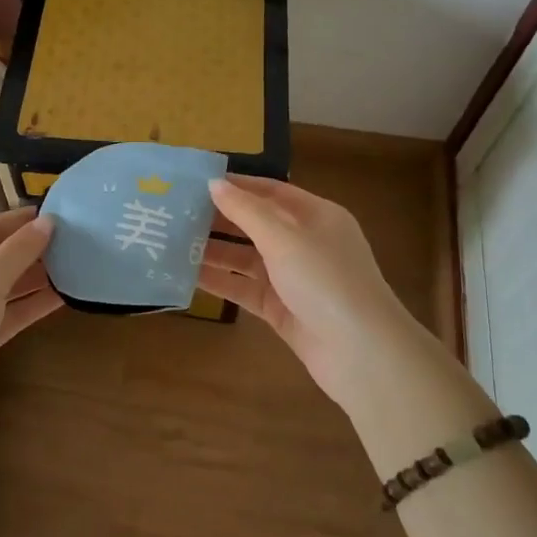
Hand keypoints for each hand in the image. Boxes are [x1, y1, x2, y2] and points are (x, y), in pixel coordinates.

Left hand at [0, 208, 60, 470]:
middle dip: (31, 250)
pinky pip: (6, 314)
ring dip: (35, 278)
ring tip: (75, 265)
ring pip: (2, 287)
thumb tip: (47, 221)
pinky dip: (30, 306)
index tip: (59, 212)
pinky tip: (62, 297)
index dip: (22, 220)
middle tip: (74, 240)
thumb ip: (20, 250)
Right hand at [200, 176, 434, 410]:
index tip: (197, 182)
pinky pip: (245, 289)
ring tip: (174, 242)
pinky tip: (189, 275)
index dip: (237, 186)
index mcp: (316, 216)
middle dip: (220, 219)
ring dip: (215, 251)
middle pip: (256, 224)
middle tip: (177, 213)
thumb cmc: (326, 280)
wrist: (362, 354)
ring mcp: (294, 278)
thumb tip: (214, 184)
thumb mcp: (285, 238)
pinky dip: (221, 282)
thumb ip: (246, 210)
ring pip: (247, 258)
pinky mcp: (282, 309)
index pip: (271, 191)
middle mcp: (305, 243)